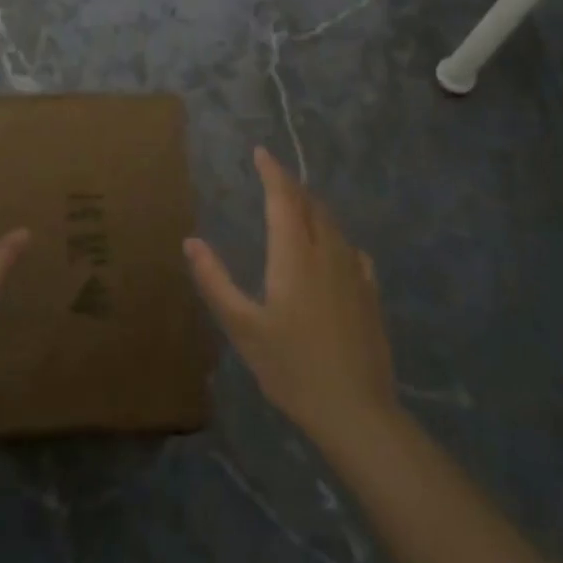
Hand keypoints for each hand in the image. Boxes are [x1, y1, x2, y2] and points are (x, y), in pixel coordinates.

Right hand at [184, 147, 397, 450]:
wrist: (356, 410)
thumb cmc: (291, 368)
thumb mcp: (243, 327)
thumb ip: (215, 281)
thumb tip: (191, 241)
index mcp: (295, 256)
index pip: (284, 199)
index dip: (272, 172)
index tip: (260, 152)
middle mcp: (328, 253)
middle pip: (311, 206)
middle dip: (291, 187)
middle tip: (272, 179)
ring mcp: (355, 273)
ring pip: (333, 225)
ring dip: (313, 209)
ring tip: (296, 208)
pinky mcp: (371, 294)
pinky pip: (351, 250)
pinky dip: (334, 237)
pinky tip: (332, 251)